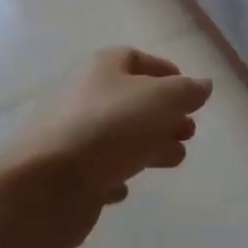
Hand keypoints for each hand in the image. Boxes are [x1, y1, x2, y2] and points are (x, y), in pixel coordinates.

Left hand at [4, 47, 212, 247]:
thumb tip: (203, 85)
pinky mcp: (64, 174)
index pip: (137, 59)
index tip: (189, 94)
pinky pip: (96, 169)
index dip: (166, 72)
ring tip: (175, 159)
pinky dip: (114, 174)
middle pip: (131, 100)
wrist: (44, 186)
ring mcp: (71, 136)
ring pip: (118, 136)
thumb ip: (186, 91)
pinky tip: (126, 187)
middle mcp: (84, 95)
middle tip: (189, 132)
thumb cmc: (108, 129)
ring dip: (148, 145)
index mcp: (103, 68)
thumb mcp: (160, 101)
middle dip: (164, 114)